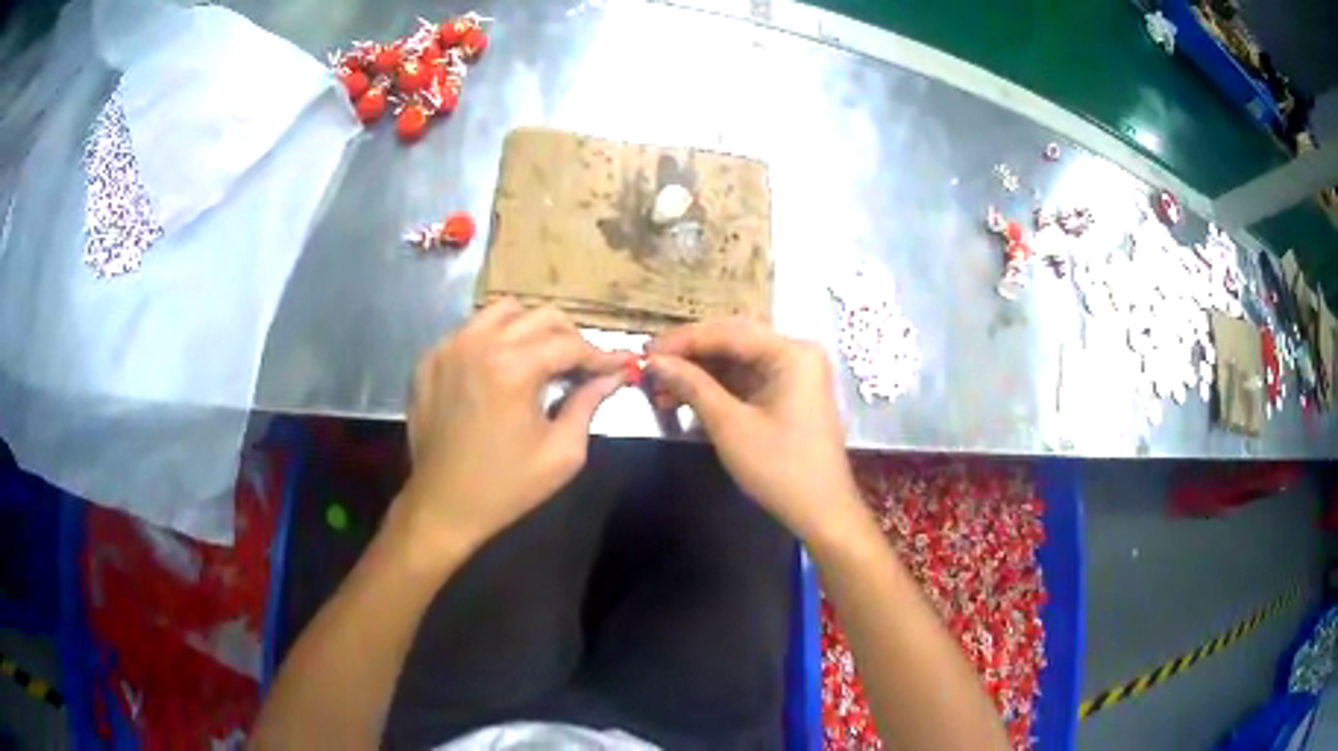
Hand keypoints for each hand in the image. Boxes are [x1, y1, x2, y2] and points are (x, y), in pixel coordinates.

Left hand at [390, 300, 624, 564]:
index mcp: (513, 368)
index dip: (601, 355)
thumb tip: (613, 376)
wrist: (442, 505)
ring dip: (530, 329)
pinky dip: (493, 339)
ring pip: (502, 311)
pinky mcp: (430, 359)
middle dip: (570, 338)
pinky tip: (499, 369)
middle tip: (582, 367)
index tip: (621, 365)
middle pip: (540, 316)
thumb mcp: (561, 453)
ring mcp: (449, 347)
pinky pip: (470, 330)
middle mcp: (479, 344)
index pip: (570, 344)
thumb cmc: (506, 486)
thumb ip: (588, 404)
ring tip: (540, 359)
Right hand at [647, 317, 863, 541]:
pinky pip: (747, 378)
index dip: (682, 341)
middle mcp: (796, 352)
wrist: (821, 512)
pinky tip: (686, 398)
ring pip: (737, 359)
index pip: (728, 332)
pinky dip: (717, 387)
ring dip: (700, 372)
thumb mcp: (730, 426)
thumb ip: (692, 386)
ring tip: (661, 390)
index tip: (644, 353)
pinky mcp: (790, 393)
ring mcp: (795, 372)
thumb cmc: (779, 469)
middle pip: (733, 340)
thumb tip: (655, 362)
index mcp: (791, 353)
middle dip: (689, 355)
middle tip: (650, 368)